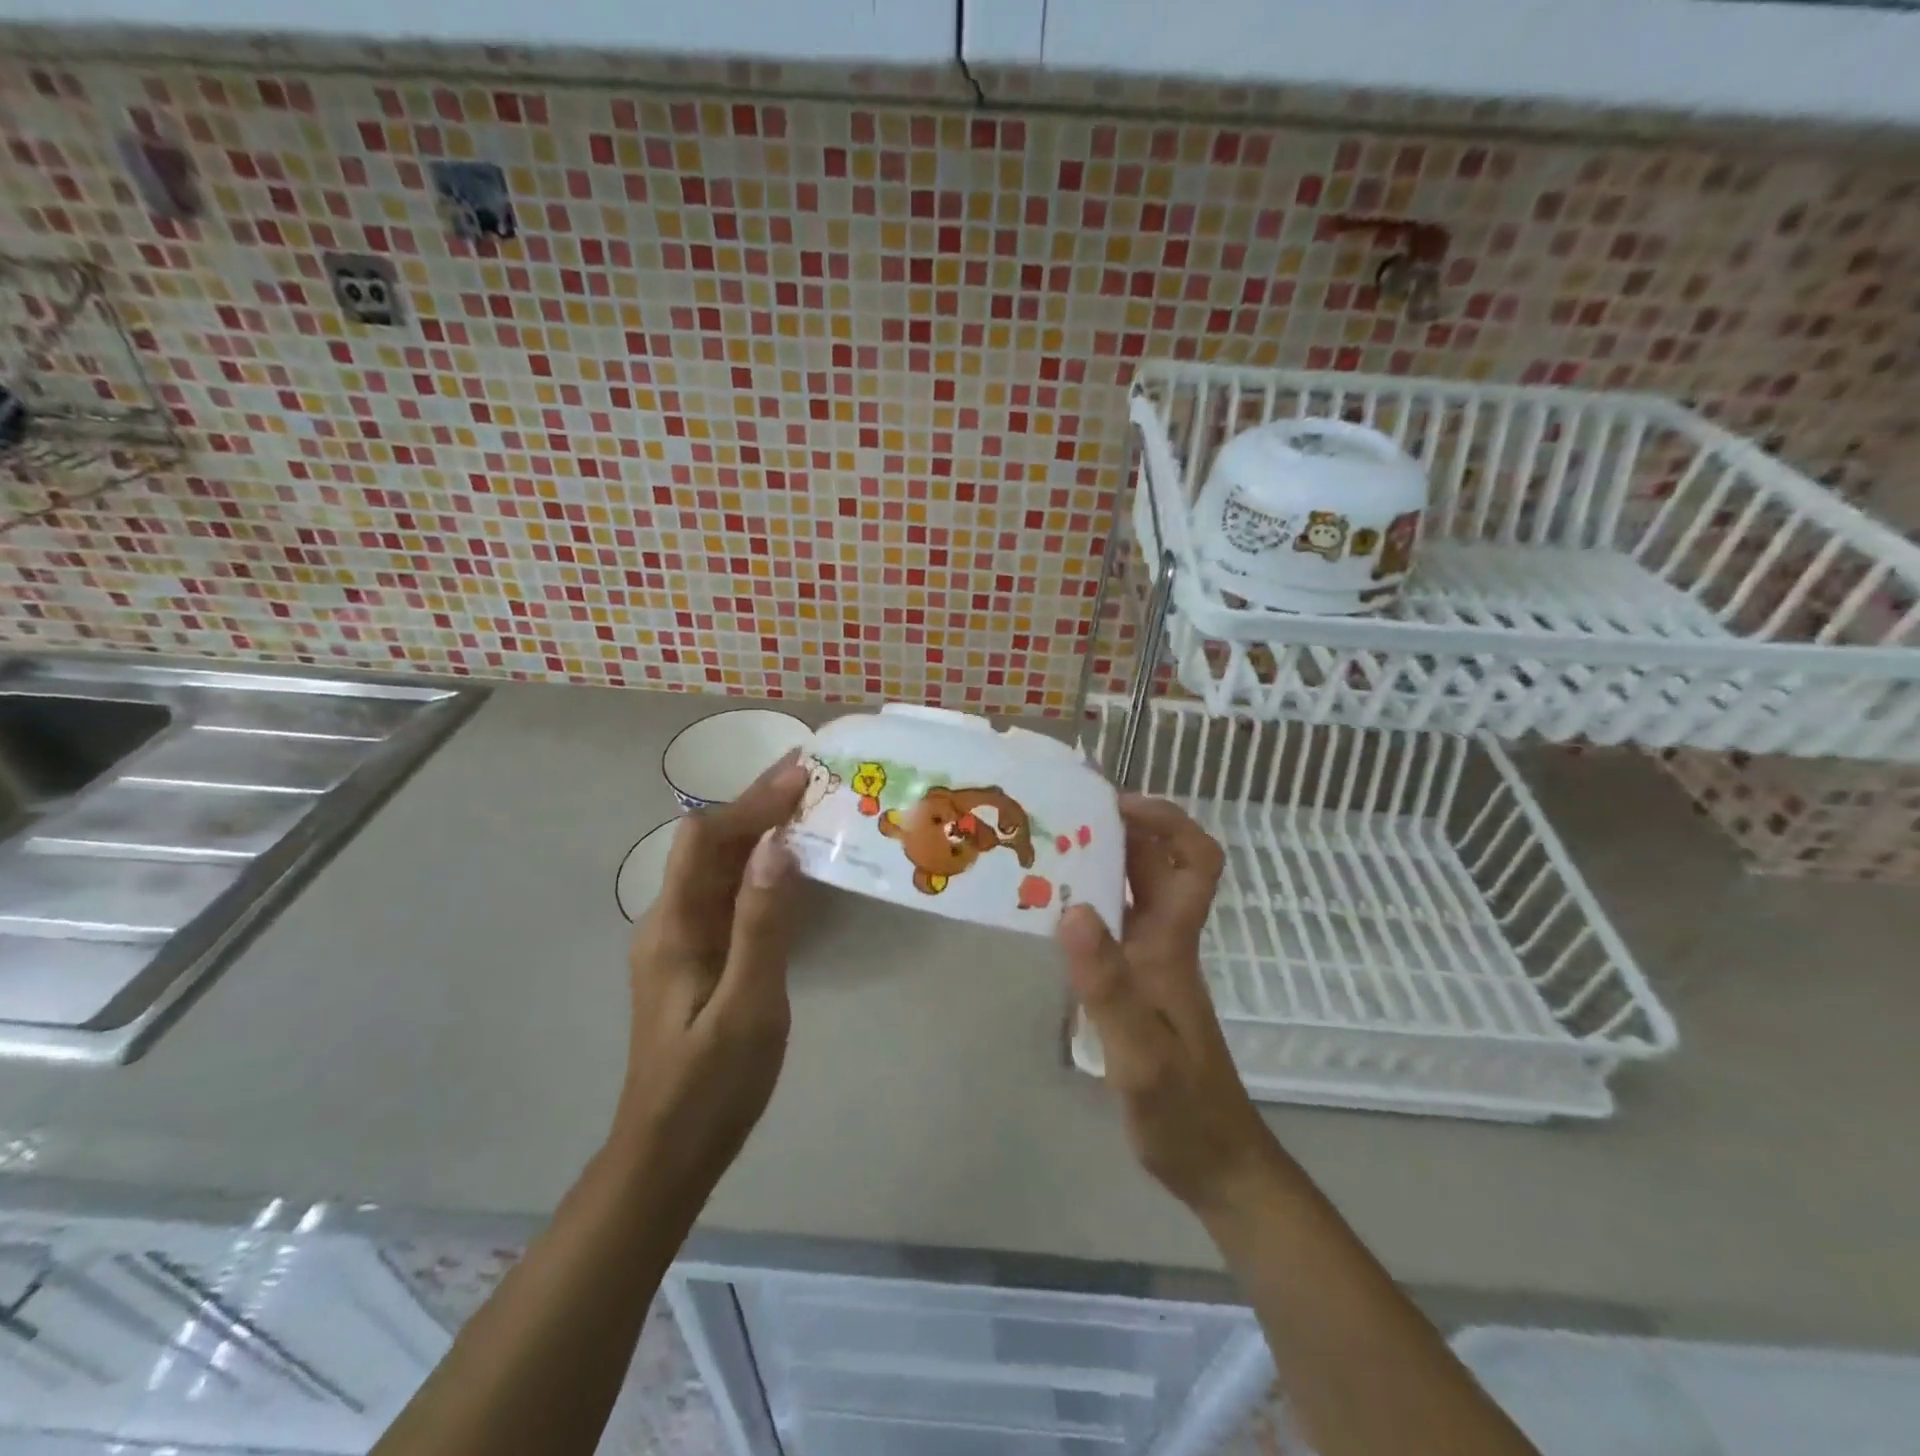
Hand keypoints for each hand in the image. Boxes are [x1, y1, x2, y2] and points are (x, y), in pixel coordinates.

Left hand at [612, 751, 807, 1196]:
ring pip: (718, 867)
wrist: (668, 1153)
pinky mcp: (696, 956)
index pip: (705, 839)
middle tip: (810, 779)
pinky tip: (789, 868)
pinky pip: (726, 894)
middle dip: (757, 806)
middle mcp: (670, 921)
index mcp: (674, 926)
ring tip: (807, 808)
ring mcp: (681, 939)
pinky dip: (758, 867)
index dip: (751, 803)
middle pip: (709, 845)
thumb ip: (761, 926)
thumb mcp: (747, 1008)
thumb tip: (775, 846)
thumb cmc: (711, 1086)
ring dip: (758, 831)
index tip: (801, 777)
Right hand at [1058, 794, 1282, 1216]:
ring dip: (1100, 863)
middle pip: (1157, 865)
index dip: (1167, 821)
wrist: (1216, 1164)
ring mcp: (1151, 964)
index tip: (1115, 806)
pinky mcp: (1137, 987)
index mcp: (1172, 944)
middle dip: (1119, 830)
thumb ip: (1108, 986)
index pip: (1195, 860)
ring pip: (1133, 892)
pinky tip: (1051, 913)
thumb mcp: (1140, 1055)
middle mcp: (1165, 942)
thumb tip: (1074, 909)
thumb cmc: (1183, 1111)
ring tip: (1045, 851)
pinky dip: (1088, 904)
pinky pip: (1114, 925)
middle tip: (1059, 817)